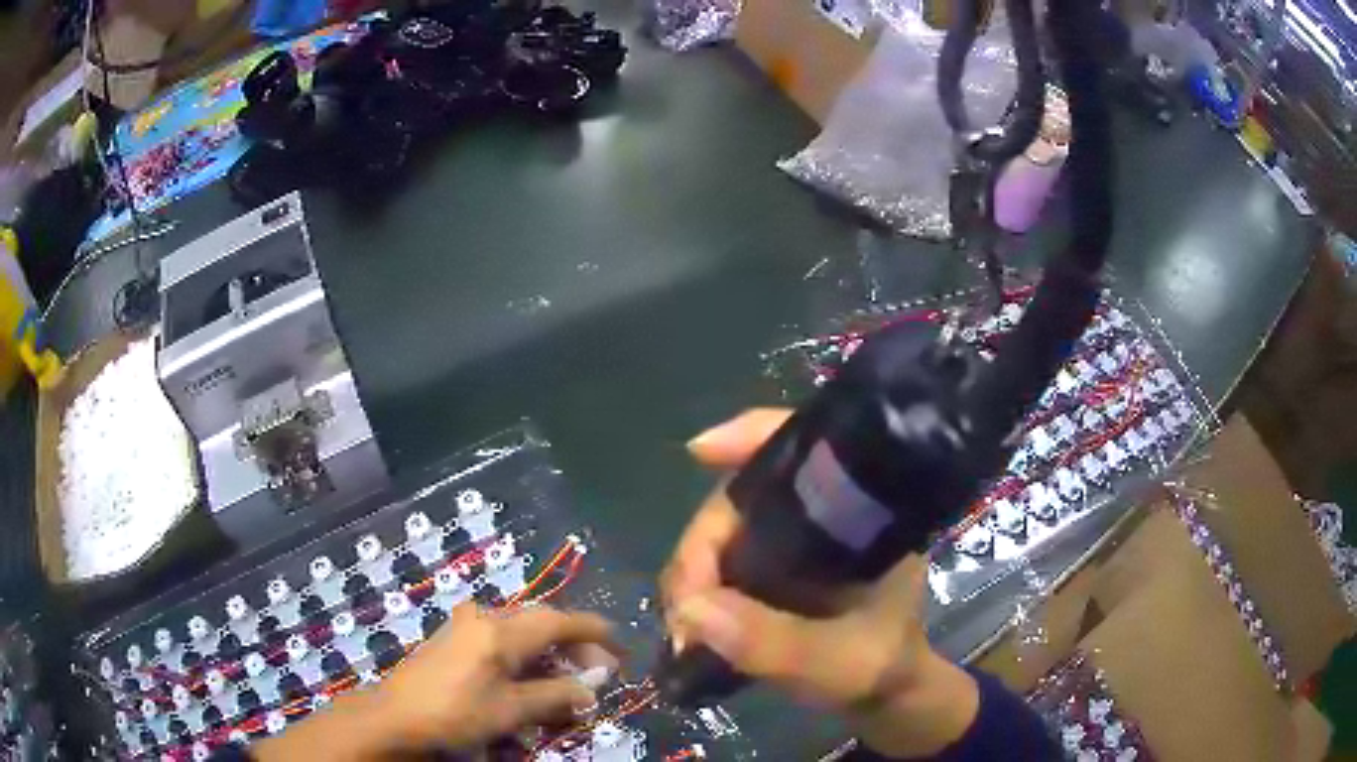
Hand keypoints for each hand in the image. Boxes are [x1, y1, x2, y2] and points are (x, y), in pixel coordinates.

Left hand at [254, 603, 615, 760]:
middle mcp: (484, 617)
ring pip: (521, 631)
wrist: (396, 714)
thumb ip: (556, 695)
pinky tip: (530, 675)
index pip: (559, 621)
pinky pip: (501, 638)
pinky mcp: (453, 638)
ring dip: (549, 650)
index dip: (593, 631)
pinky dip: (525, 653)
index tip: (620, 644)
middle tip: (598, 669)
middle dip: (573, 644)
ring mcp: (465, 625)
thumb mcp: (511, 709)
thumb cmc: (456, 711)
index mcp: (501, 630)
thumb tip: (592, 688)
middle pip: (541, 623)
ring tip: (568, 675)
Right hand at [662, 409, 979, 757]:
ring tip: (684, 628)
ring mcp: (793, 541)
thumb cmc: (879, 666)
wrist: (884, 693)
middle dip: (700, 547)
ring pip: (723, 531)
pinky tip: (690, 621)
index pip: (808, 449)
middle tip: (683, 609)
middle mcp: (822, 515)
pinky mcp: (772, 568)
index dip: (752, 435)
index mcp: (859, 516)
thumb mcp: (838, 662)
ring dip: (691, 575)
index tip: (700, 451)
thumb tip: (692, 609)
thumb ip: (774, 642)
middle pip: (743, 497)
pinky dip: (697, 589)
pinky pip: (720, 561)